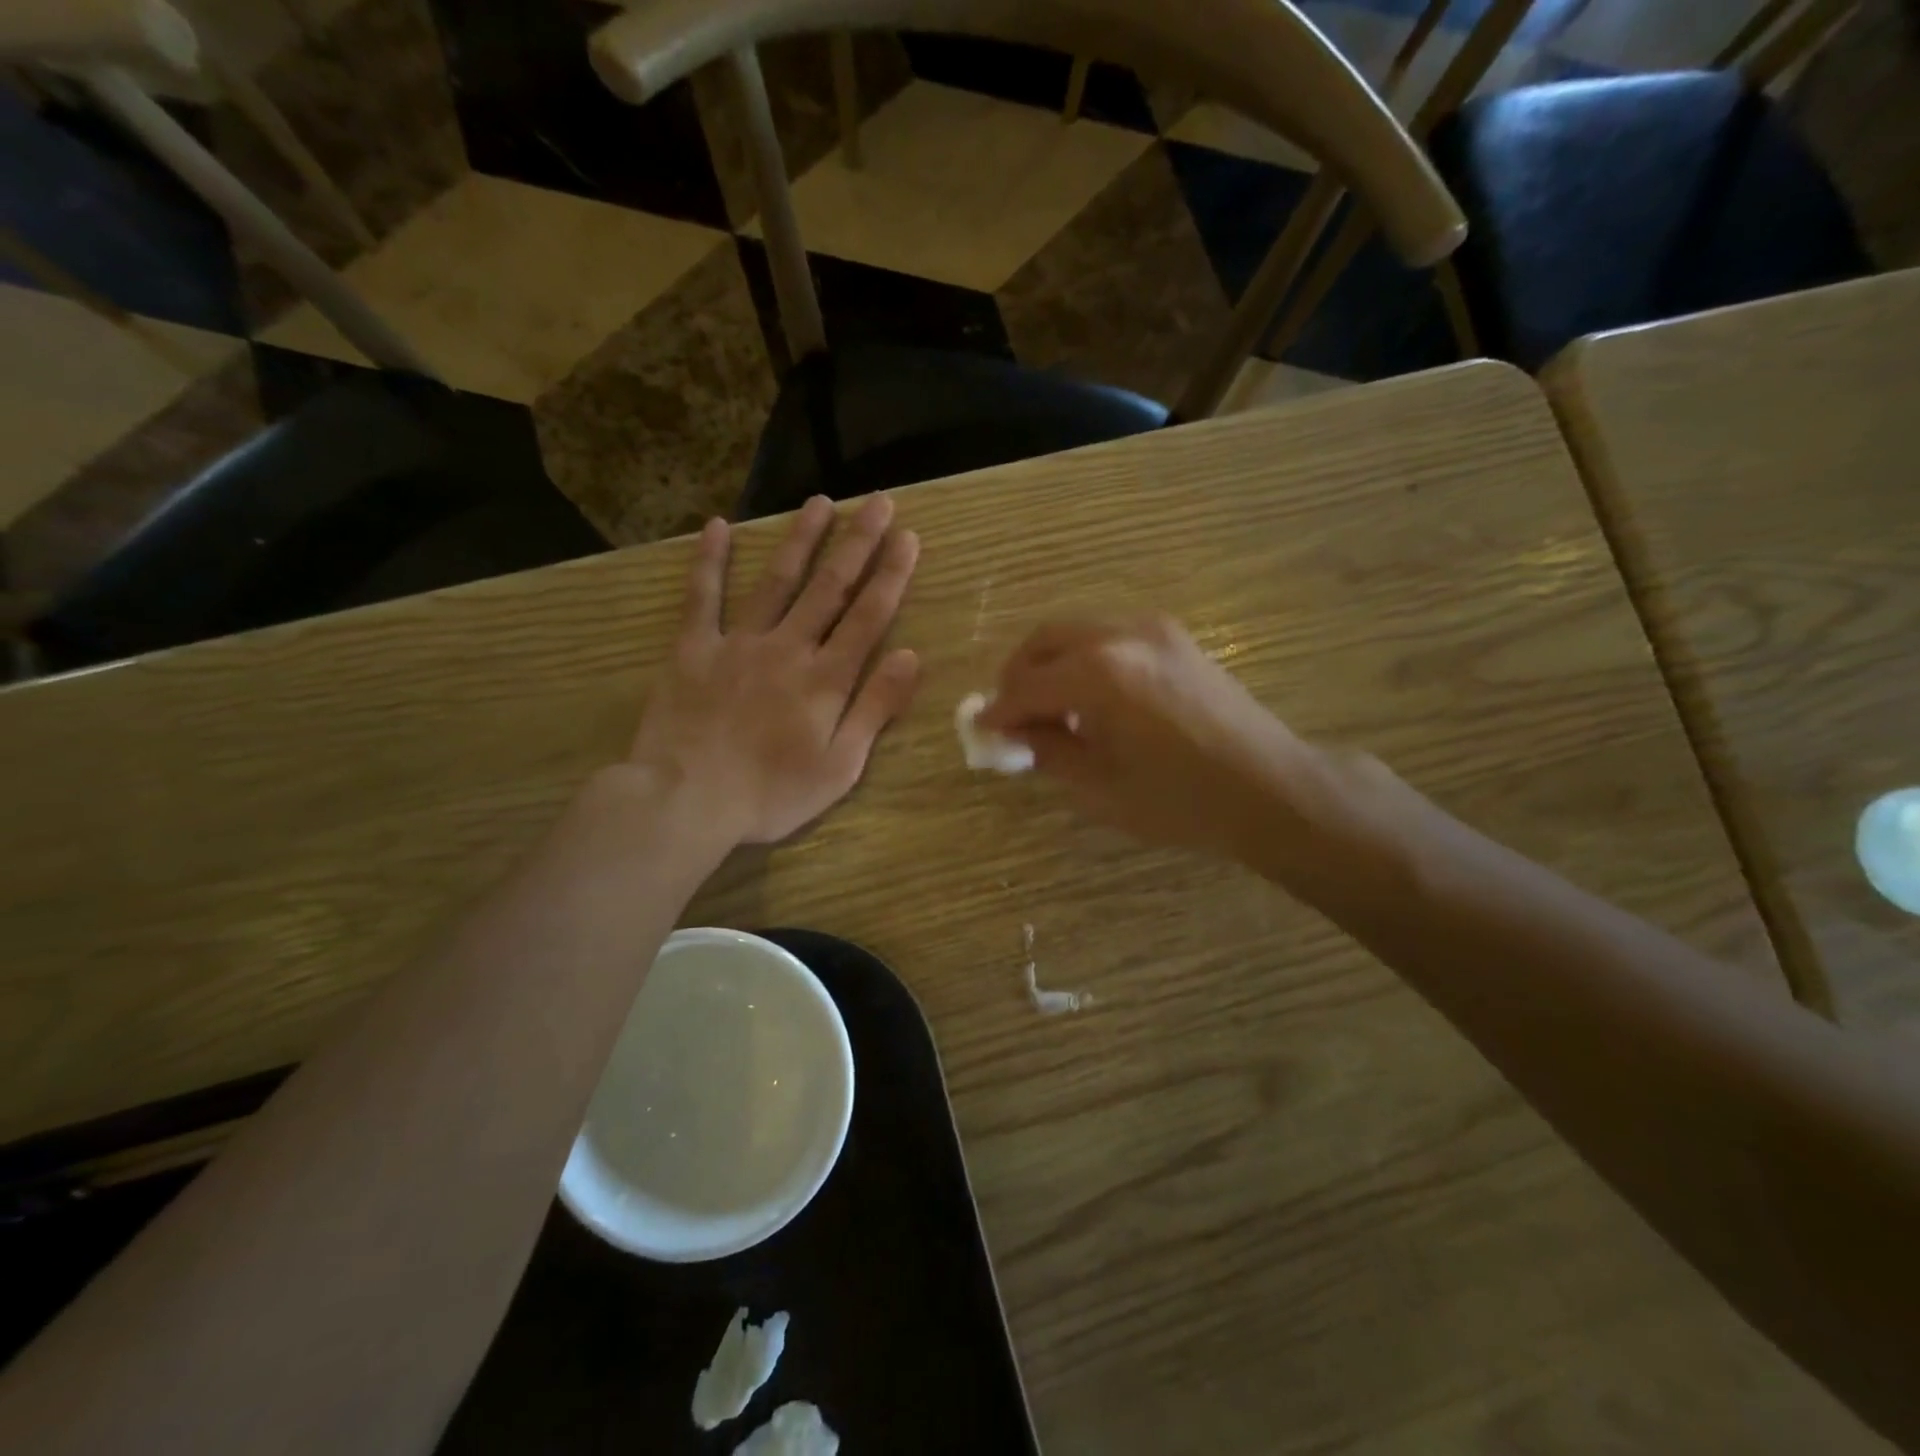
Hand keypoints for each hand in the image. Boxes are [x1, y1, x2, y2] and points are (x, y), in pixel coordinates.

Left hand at [629, 495, 920, 844]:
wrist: (686, 800)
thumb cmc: (771, 794)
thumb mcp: (840, 766)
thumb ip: (874, 708)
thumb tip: (910, 656)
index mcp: (826, 679)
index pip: (868, 617)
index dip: (891, 575)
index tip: (909, 537)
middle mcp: (788, 648)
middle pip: (830, 587)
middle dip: (858, 542)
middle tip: (878, 501)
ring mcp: (738, 643)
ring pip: (777, 581)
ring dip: (800, 539)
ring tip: (820, 501)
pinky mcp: (693, 648)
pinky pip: (702, 597)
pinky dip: (709, 561)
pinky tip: (717, 526)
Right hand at [977, 615, 1318, 861]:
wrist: (1271, 789)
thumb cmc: (1182, 801)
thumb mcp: (1100, 787)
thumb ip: (1047, 750)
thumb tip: (1013, 732)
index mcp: (1099, 675)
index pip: (1026, 686)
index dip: (998, 711)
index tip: (981, 730)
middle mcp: (1121, 635)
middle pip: (1044, 640)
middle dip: (1018, 675)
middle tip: (1009, 713)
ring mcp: (1153, 629)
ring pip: (1077, 631)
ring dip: (1051, 663)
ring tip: (1048, 708)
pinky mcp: (1175, 637)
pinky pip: (1109, 635)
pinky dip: (1084, 658)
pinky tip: (1090, 697)